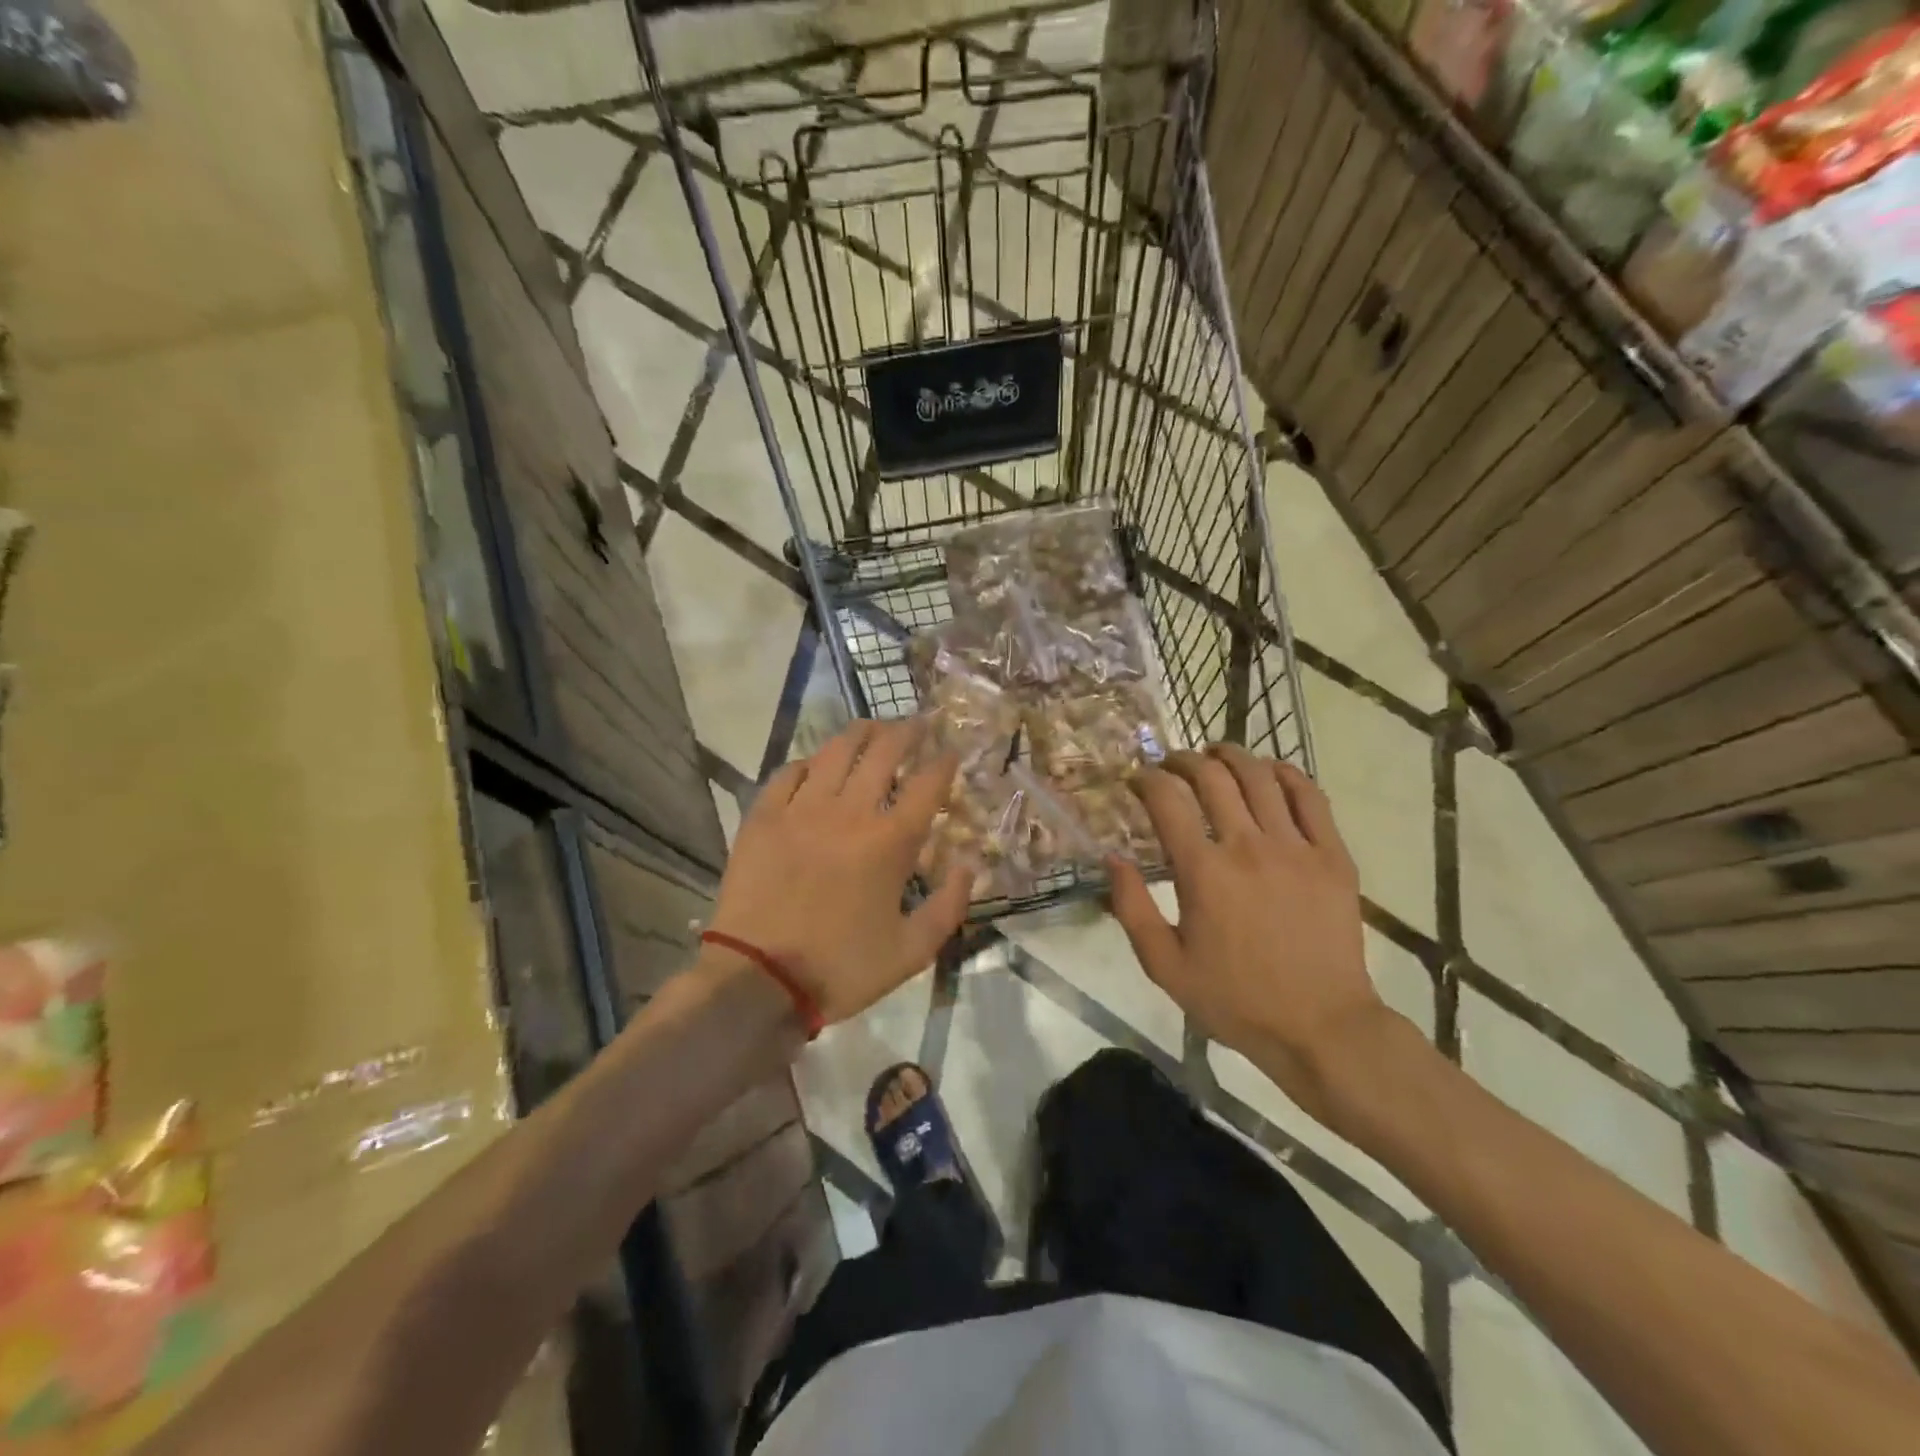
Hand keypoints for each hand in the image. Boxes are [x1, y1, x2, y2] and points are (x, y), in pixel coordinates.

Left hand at [707, 719, 970, 1023]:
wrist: (759, 980)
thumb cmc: (841, 968)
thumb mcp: (912, 951)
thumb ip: (949, 906)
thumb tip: (970, 866)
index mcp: (890, 841)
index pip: (928, 784)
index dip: (944, 761)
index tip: (952, 750)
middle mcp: (849, 812)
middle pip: (884, 752)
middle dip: (907, 731)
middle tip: (918, 723)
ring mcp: (802, 809)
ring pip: (835, 751)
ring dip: (860, 733)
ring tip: (873, 727)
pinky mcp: (763, 817)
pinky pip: (789, 773)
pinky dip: (808, 763)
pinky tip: (816, 764)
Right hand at [1106, 745, 1393, 1122]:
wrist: (1321, 1026)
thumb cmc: (1235, 999)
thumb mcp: (1164, 966)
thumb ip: (1131, 908)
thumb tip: (1112, 857)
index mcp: (1203, 872)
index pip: (1166, 800)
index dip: (1146, 780)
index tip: (1136, 780)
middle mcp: (1248, 846)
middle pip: (1212, 777)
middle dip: (1183, 760)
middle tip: (1170, 765)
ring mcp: (1296, 847)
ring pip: (1260, 777)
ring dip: (1231, 755)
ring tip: (1215, 754)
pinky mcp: (1333, 856)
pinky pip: (1310, 797)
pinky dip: (1286, 774)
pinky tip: (1270, 771)